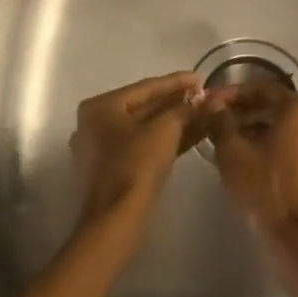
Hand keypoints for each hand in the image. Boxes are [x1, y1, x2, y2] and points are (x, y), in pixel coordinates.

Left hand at [69, 72, 204, 229]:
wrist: (116, 219)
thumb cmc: (136, 165)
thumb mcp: (165, 130)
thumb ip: (183, 110)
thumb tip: (201, 101)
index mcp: (100, 106)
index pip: (145, 87)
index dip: (176, 82)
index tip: (200, 77)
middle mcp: (95, 123)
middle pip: (143, 107)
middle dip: (176, 103)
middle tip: (202, 96)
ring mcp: (100, 148)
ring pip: (144, 128)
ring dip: (173, 122)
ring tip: (202, 114)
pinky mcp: (110, 169)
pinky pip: (141, 145)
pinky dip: (164, 140)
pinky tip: (191, 135)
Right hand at [209, 80, 297, 260]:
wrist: (297, 241)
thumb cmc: (264, 190)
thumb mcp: (233, 153)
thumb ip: (221, 121)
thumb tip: (213, 104)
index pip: (262, 88)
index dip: (233, 93)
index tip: (211, 101)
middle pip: (275, 105)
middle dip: (244, 110)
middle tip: (217, 119)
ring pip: (284, 125)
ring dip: (256, 127)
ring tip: (228, 139)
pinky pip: (294, 143)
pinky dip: (272, 143)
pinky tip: (249, 157)